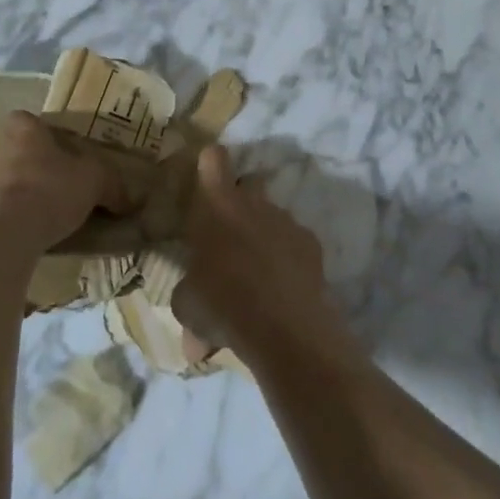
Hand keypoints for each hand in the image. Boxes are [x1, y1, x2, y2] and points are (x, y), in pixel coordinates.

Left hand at [0, 112, 131, 255]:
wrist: (5, 235)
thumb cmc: (50, 191)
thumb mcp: (94, 182)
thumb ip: (112, 185)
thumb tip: (133, 199)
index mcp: (24, 132)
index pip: (25, 118)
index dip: (41, 130)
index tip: (58, 145)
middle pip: (17, 151)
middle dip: (36, 164)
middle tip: (61, 182)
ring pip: (7, 181)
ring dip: (24, 193)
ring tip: (50, 213)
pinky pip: (0, 211)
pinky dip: (15, 219)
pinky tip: (35, 234)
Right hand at [173, 145, 353, 366]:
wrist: (285, 329)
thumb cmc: (223, 305)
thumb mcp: (188, 307)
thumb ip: (189, 302)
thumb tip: (191, 339)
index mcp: (216, 206)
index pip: (213, 159)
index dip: (210, 163)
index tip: (206, 178)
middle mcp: (253, 203)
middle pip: (249, 180)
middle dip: (241, 197)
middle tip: (230, 231)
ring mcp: (286, 221)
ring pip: (272, 213)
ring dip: (264, 232)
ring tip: (256, 271)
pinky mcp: (311, 243)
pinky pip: (295, 240)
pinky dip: (288, 256)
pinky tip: (282, 286)